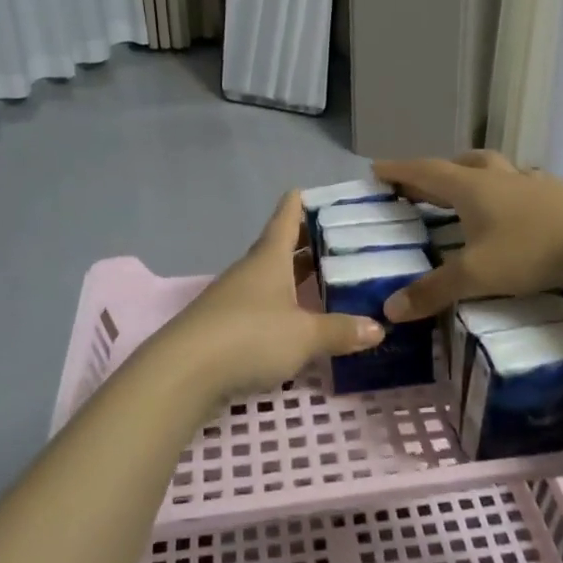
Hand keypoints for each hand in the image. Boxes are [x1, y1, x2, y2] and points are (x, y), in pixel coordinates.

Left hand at [147, 190, 385, 402]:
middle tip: (337, 240)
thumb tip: (378, 327)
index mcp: (269, 258)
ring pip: (270, 279)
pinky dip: (282, 307)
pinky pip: (261, 307)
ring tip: (324, 280)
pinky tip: (297, 322)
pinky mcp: (224, 327)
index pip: (285, 218)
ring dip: (294, 278)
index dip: (299, 203)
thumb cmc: (250, 337)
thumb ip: (340, 330)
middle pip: (279, 249)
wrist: (184, 372)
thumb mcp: (304, 335)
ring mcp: (233, 299)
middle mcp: (250, 271)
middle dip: (305, 244)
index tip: (309, 189)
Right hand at [371, 152, 562, 321]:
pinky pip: (521, 185)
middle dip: (435, 172)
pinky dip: (506, 192)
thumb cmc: (532, 250)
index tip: (376, 168)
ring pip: (494, 169)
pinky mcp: (559, 195)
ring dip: (473, 175)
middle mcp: (498, 177)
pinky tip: (515, 211)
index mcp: (471, 187)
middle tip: (420, 185)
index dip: (399, 170)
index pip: (425, 171)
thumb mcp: (477, 275)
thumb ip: (433, 291)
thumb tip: (389, 309)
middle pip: (459, 163)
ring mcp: (532, 183)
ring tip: (466, 193)